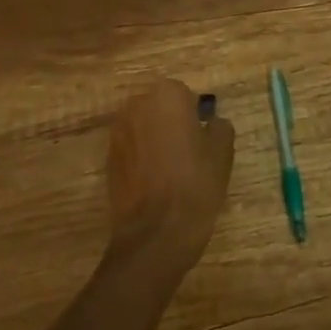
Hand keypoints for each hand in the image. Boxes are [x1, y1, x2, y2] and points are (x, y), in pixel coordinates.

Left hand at [105, 78, 234, 276]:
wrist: (155, 234)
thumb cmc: (195, 185)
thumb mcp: (222, 152)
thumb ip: (219, 126)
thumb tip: (211, 122)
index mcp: (168, 95)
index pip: (185, 95)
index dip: (196, 116)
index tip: (202, 138)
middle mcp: (138, 104)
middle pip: (160, 107)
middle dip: (172, 123)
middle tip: (189, 151)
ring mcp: (119, 131)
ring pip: (144, 126)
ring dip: (155, 138)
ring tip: (171, 168)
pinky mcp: (108, 158)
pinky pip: (131, 147)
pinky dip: (141, 157)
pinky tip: (154, 181)